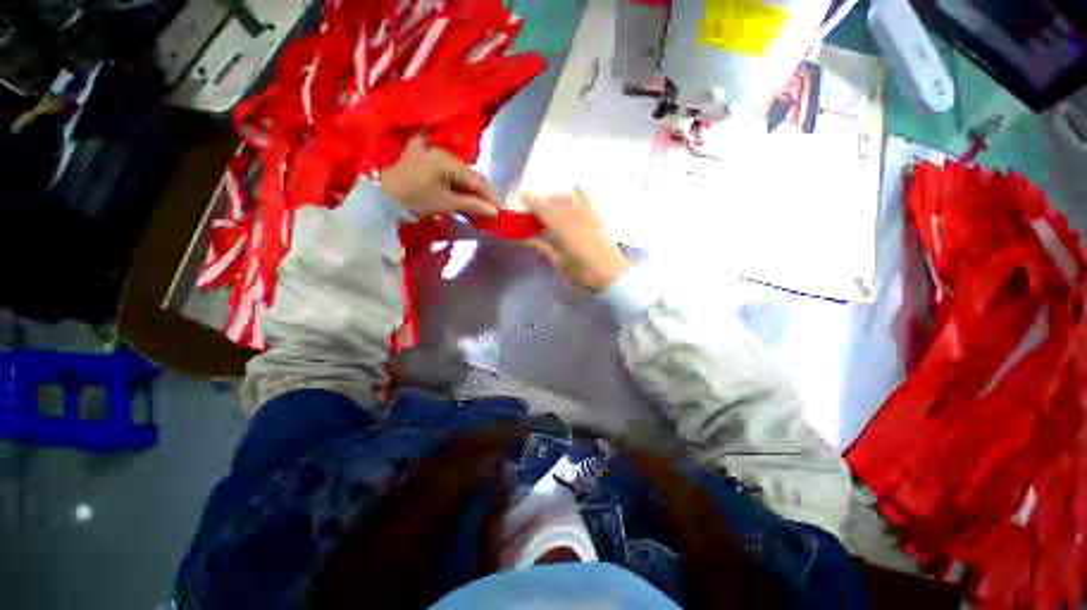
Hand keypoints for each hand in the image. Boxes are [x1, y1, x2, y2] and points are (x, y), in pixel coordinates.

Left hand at [379, 135, 498, 217]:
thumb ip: (472, 205)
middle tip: (489, 211)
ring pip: (459, 175)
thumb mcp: (446, 202)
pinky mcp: (424, 161)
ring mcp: (431, 155)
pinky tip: (461, 198)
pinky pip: (447, 174)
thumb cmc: (414, 198)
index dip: (489, 196)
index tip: (500, 210)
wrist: (380, 197)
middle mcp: (441, 152)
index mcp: (447, 159)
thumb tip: (495, 211)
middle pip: (468, 176)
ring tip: (477, 207)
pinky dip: (456, 187)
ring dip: (468, 192)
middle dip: (480, 194)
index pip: (476, 179)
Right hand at [522, 188, 632, 291]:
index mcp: (561, 226)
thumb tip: (526, 239)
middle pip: (554, 199)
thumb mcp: (559, 262)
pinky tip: (574, 200)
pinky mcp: (597, 215)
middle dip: (542, 201)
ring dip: (558, 198)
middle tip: (535, 212)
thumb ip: (542, 247)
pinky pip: (586, 196)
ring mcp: (587, 213)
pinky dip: (577, 193)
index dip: (530, 200)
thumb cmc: (582, 272)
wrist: (612, 273)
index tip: (522, 198)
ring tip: (554, 209)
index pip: (542, 206)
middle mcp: (573, 214)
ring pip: (569, 195)